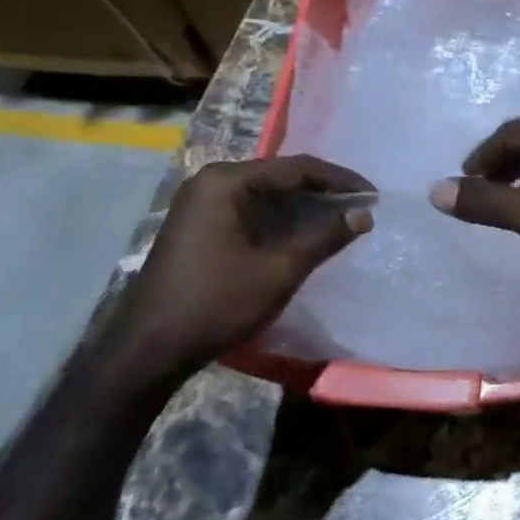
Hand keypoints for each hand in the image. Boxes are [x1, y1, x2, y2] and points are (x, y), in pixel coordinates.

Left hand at [117, 155, 373, 378]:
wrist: (147, 351)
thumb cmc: (216, 303)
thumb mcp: (279, 270)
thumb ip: (324, 236)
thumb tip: (364, 213)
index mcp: (227, 181)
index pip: (297, 168)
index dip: (339, 179)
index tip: (373, 193)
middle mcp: (212, 182)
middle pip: (280, 177)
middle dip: (322, 192)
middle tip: (359, 206)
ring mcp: (200, 203)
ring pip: (266, 195)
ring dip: (302, 207)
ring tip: (339, 219)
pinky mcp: (198, 225)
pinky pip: (249, 210)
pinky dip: (279, 220)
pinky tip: (302, 234)